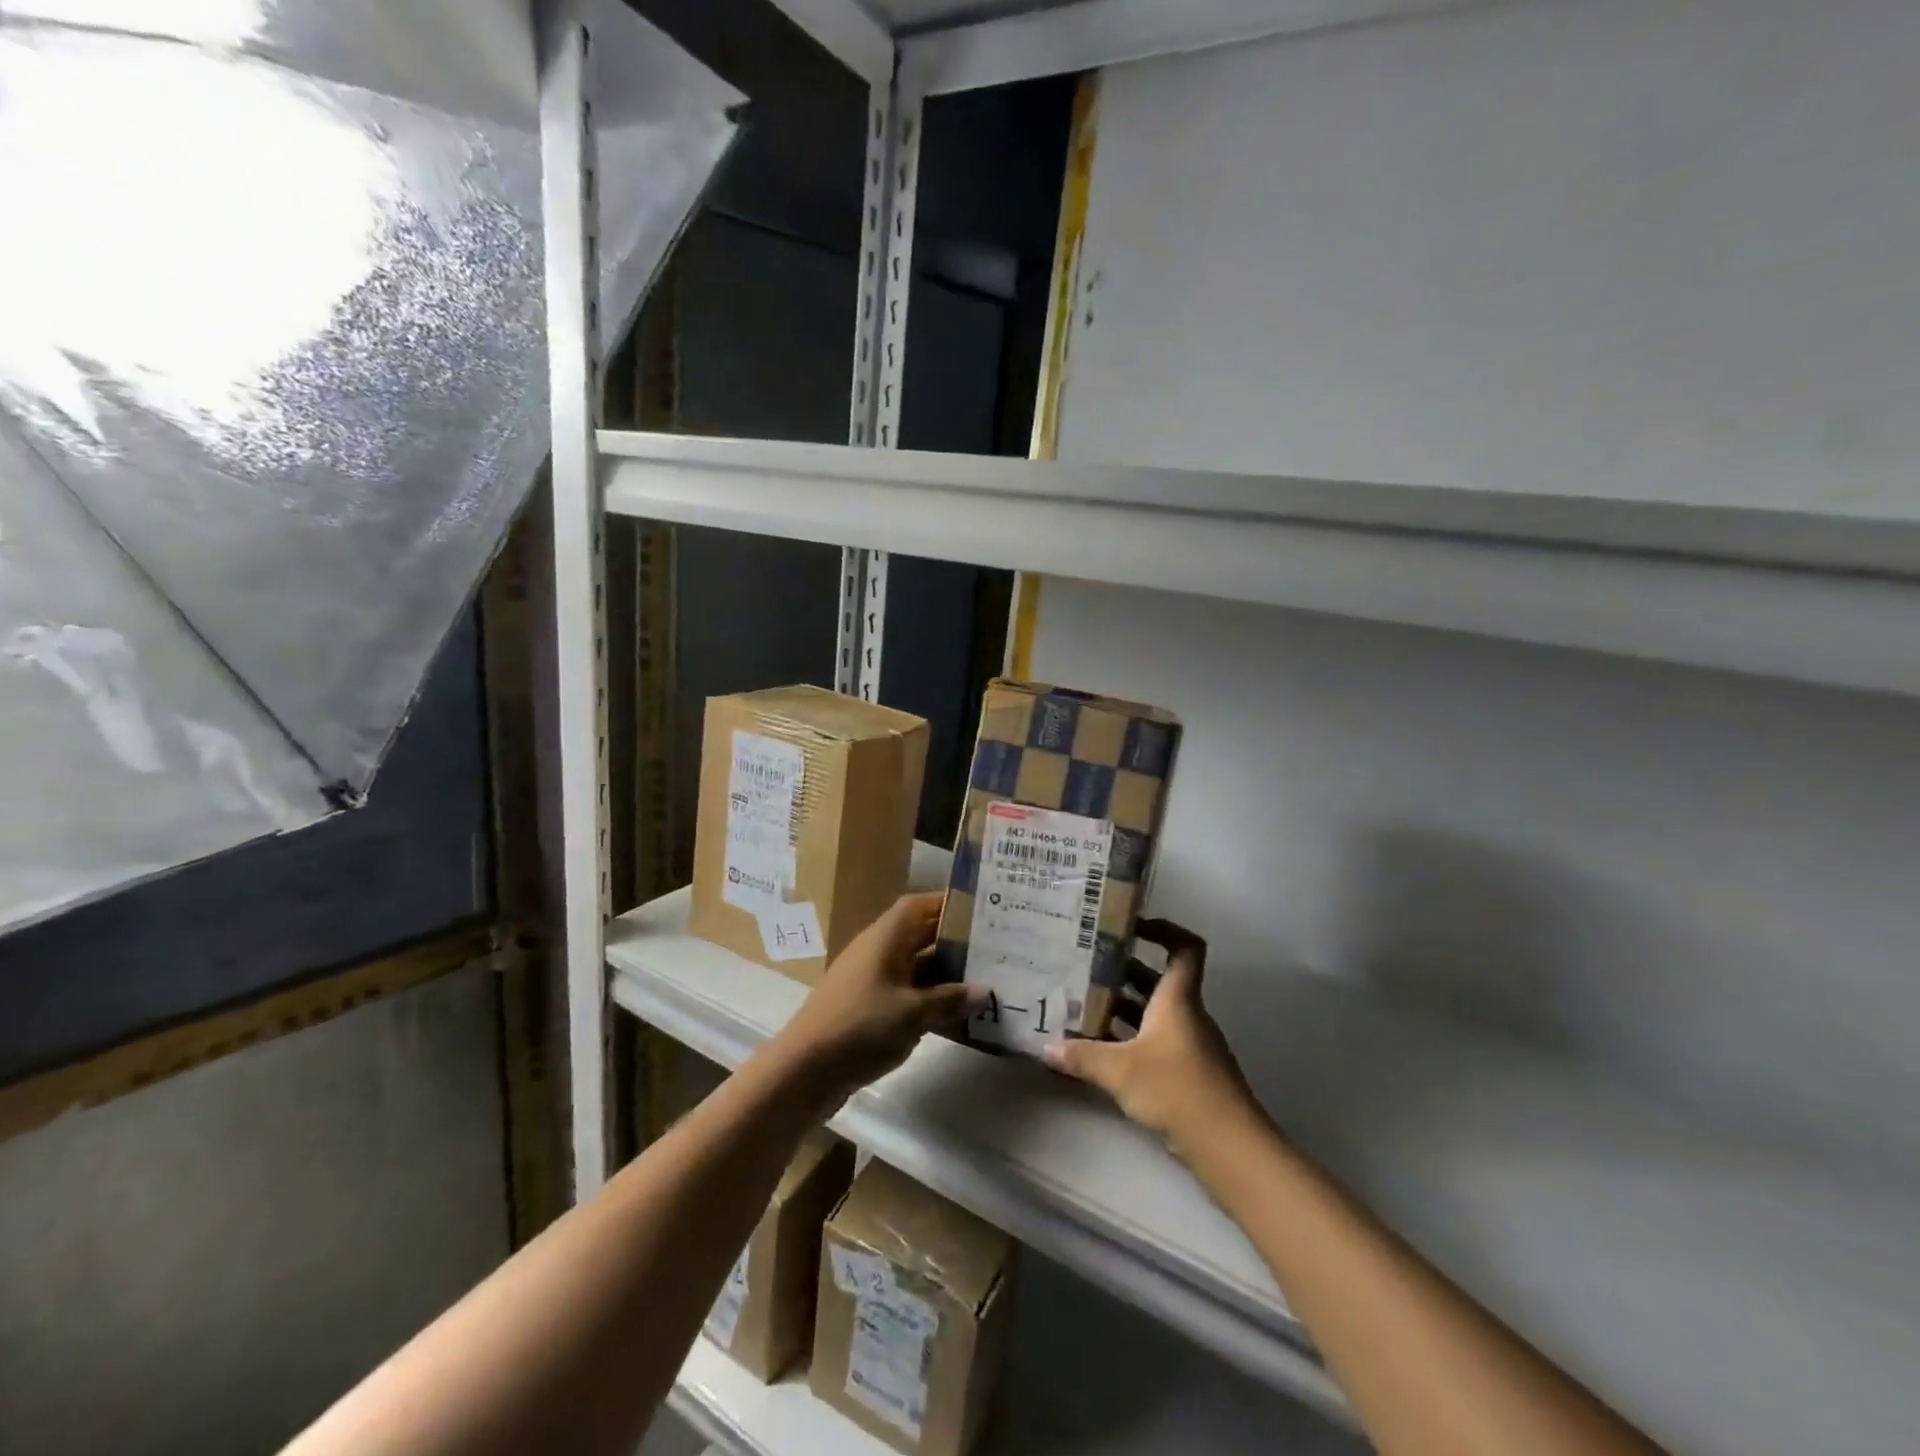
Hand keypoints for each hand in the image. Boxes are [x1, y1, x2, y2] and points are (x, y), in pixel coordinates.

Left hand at [772, 892, 980, 1109]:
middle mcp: (878, 952)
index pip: (919, 906)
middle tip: (995, 949)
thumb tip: (985, 991)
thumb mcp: (912, 1013)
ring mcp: (872, 981)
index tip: (983, 911)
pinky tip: (957, 1017)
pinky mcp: (869, 1009)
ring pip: (917, 968)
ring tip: (985, 982)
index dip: (949, 904)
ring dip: (945, 975)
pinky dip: (930, 1001)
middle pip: (921, 936)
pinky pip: (908, 994)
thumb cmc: (860, 1026)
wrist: (804, 1070)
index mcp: (885, 938)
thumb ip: (949, 1000)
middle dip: (955, 942)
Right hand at [1042, 919, 1260, 1159]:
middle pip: (1157, 980)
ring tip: (1082, 1007)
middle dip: (1122, 973)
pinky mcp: (1187, 1074)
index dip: (1163, 929)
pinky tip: (1101, 1052)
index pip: (1184, 948)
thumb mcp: (1120, 1070)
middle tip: (1084, 968)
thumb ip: (1082, 1056)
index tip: (1130, 927)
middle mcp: (1186, 1015)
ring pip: (1153, 1013)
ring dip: (1122, 1008)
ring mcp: (1189, 1046)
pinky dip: (1129, 1040)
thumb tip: (1046, 1047)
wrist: (1229, 1147)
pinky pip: (1154, 1042)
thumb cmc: (1177, 1090)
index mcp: (1177, 999)